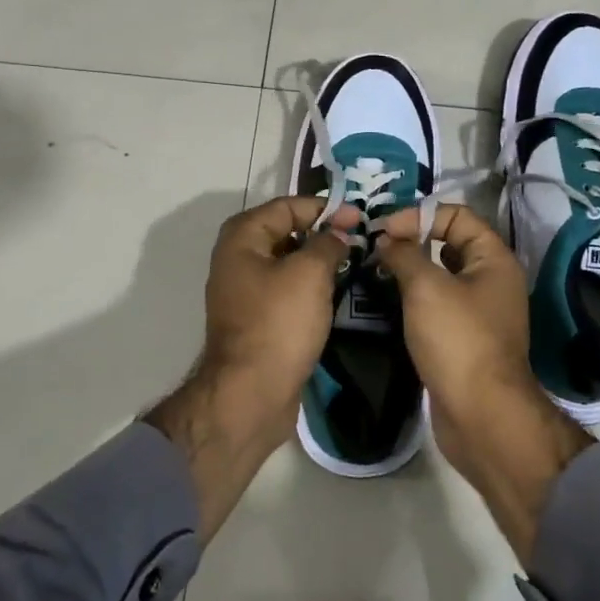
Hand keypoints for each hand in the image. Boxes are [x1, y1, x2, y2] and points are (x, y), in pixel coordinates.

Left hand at [147, 196, 358, 539]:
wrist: (251, 394)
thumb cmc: (278, 324)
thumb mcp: (309, 274)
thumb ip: (328, 242)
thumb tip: (341, 228)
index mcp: (242, 238)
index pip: (287, 206)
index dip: (324, 208)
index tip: (359, 217)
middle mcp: (237, 258)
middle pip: (286, 232)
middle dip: (322, 233)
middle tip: (361, 238)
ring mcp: (245, 291)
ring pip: (288, 263)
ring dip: (319, 261)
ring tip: (356, 262)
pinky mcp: (257, 319)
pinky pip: (287, 290)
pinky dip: (310, 287)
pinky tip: (337, 292)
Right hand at [372, 203, 529, 410]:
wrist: (481, 415)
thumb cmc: (458, 340)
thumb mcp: (426, 288)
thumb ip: (404, 254)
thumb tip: (386, 240)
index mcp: (493, 259)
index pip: (457, 215)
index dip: (419, 215)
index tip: (383, 231)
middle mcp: (491, 280)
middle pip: (449, 243)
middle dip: (412, 240)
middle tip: (374, 247)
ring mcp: (479, 312)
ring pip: (441, 276)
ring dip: (410, 270)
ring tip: (375, 271)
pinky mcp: (465, 339)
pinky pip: (437, 305)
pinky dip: (414, 299)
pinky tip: (388, 302)